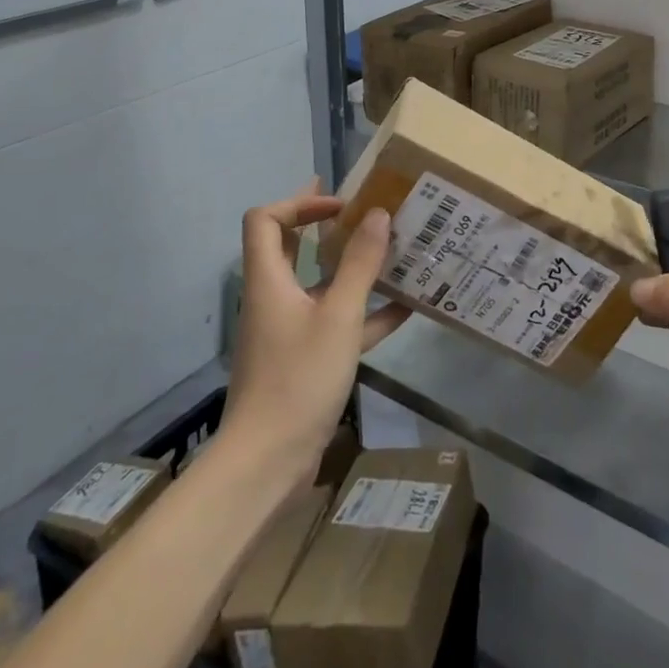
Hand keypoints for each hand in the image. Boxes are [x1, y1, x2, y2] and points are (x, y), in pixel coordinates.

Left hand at [222, 183, 409, 477]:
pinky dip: (362, 312)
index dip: (299, 203)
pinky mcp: (302, 360)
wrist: (266, 464)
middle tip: (359, 209)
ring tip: (391, 253)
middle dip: (322, 224)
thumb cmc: (298, 379)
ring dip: (349, 268)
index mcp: (269, 280)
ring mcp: (287, 331)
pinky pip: (333, 323)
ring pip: (316, 286)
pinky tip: (403, 309)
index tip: (341, 205)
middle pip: (289, 247)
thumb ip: (360, 264)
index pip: (266, 220)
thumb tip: (378, 214)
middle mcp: (273, 298)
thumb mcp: (339, 316)